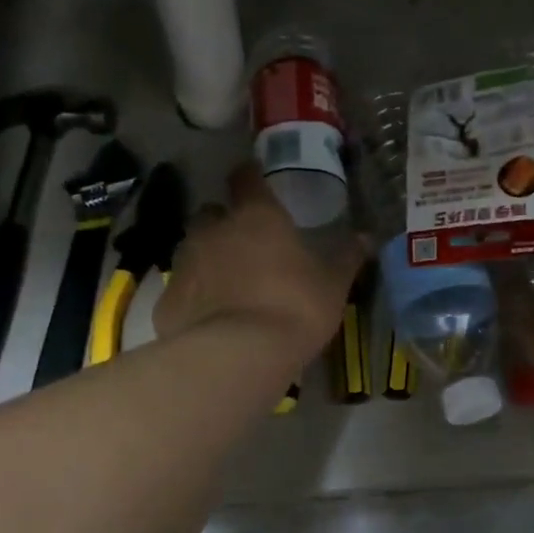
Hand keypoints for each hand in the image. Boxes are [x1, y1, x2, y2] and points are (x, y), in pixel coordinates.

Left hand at [156, 163, 364, 367]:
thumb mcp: (332, 285)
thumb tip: (366, 237)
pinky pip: (182, 289)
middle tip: (246, 243)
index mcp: (255, 216)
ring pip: (193, 248)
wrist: (236, 356)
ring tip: (229, 283)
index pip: (245, 178)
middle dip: (225, 222)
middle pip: (212, 212)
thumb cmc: (294, 308)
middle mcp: (213, 230)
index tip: (256, 180)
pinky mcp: (167, 300)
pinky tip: (212, 316)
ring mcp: (184, 263)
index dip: (250, 176)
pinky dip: (195, 296)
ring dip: (208, 258)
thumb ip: (346, 257)